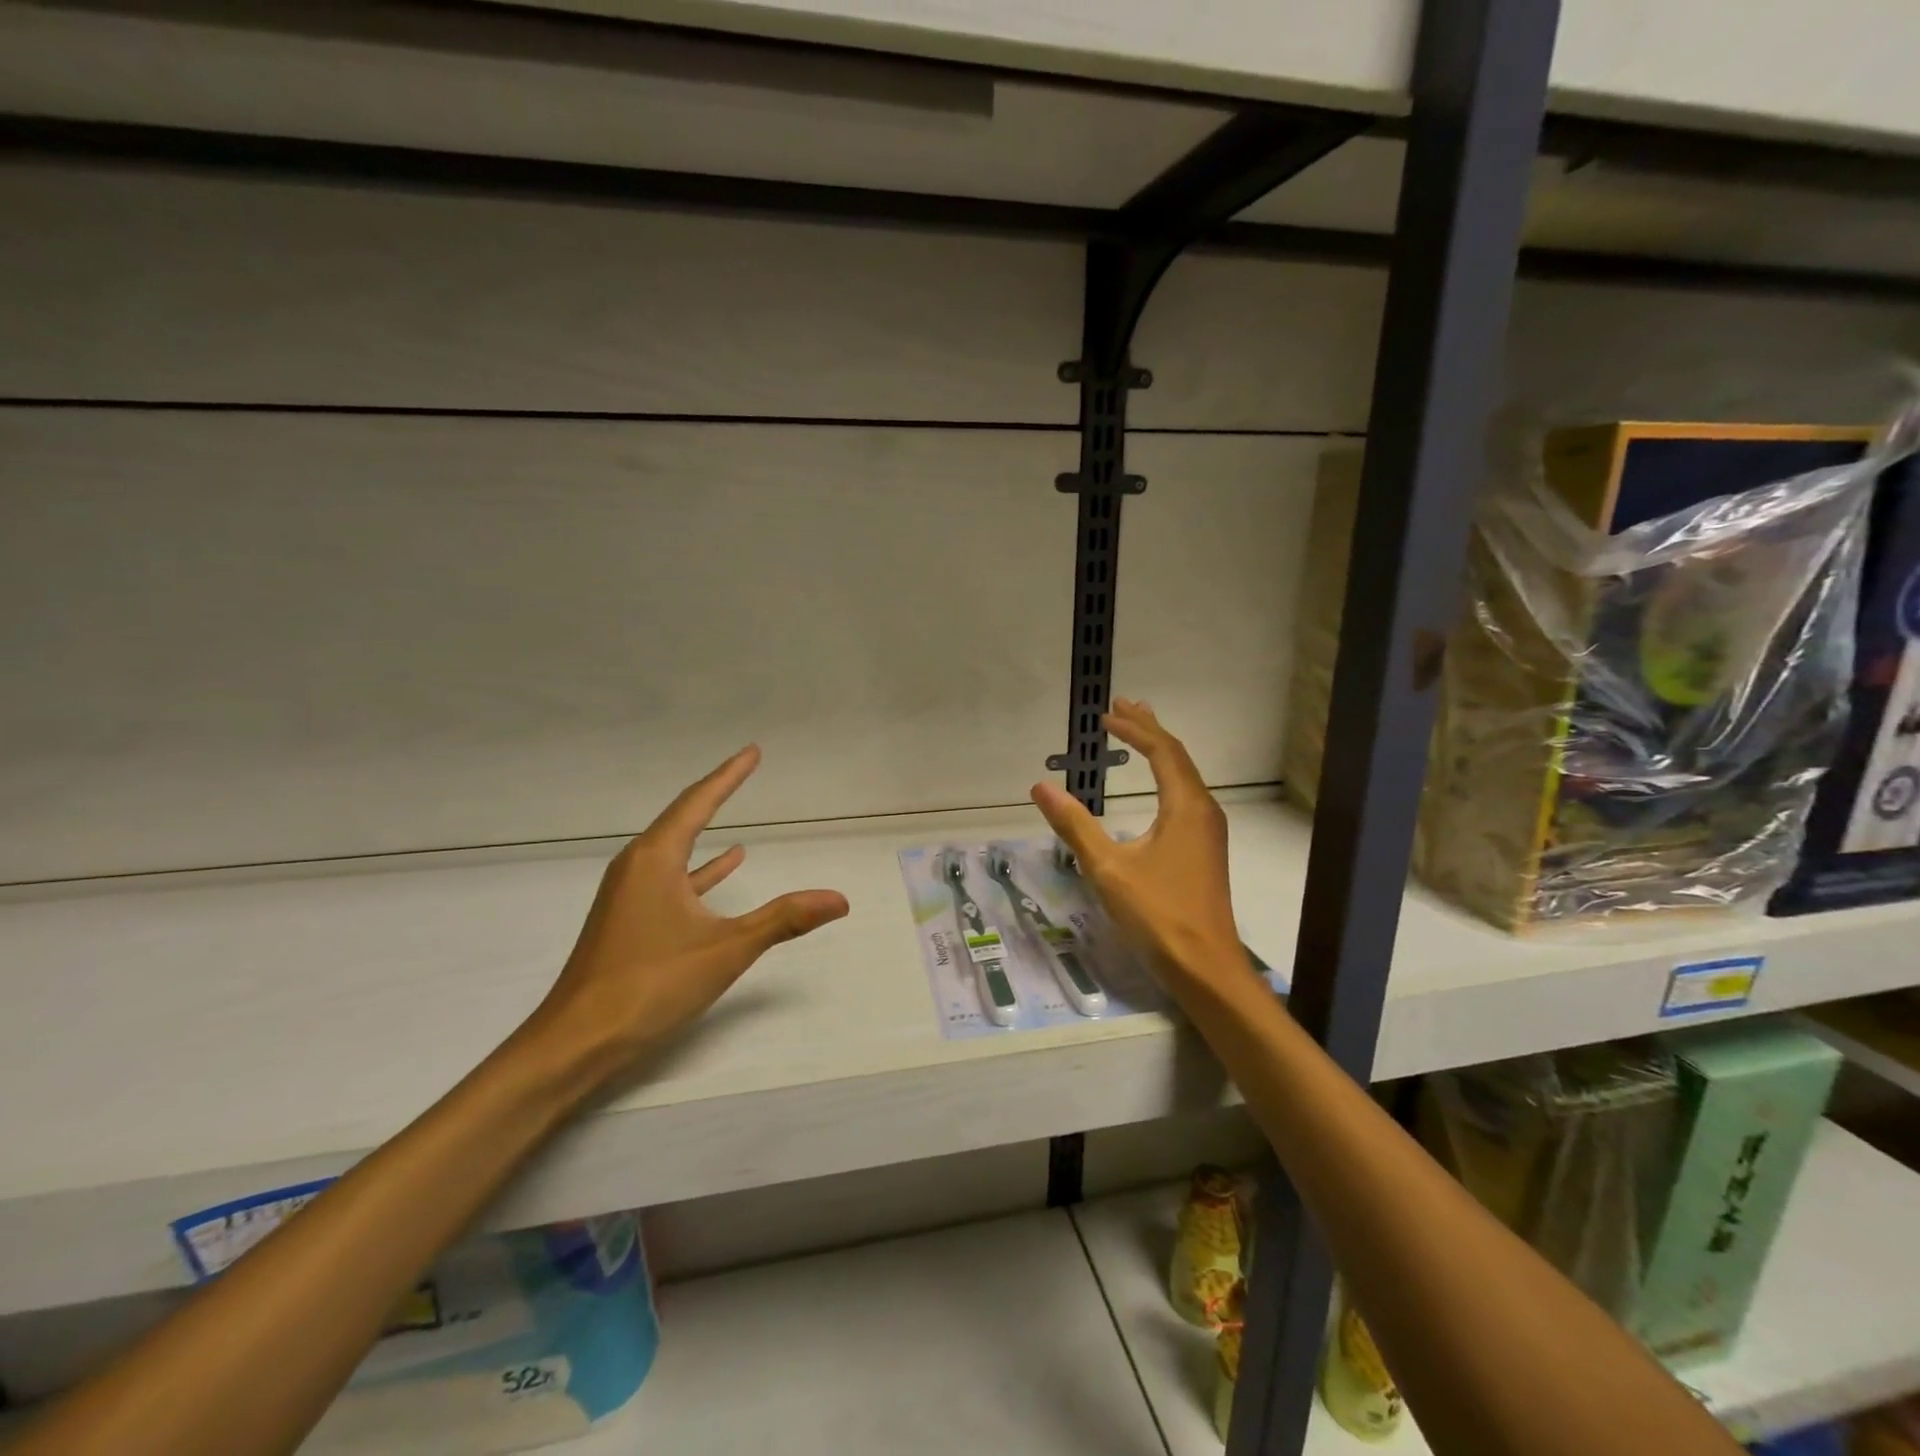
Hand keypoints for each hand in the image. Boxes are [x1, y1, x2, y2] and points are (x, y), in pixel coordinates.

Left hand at [532, 745, 849, 1076]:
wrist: (576, 1043)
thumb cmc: (649, 984)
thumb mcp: (726, 949)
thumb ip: (784, 919)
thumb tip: (839, 898)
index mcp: (655, 859)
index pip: (698, 802)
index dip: (729, 775)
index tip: (752, 751)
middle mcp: (637, 866)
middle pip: (682, 819)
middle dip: (716, 795)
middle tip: (745, 770)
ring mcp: (628, 894)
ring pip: (675, 851)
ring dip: (706, 833)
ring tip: (740, 824)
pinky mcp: (628, 920)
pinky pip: (670, 880)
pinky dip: (699, 871)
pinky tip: (724, 869)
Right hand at [1030, 700, 1243, 984]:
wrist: (1205, 967)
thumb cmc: (1157, 914)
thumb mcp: (1108, 867)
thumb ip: (1075, 824)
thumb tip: (1041, 786)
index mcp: (1185, 806)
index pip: (1161, 751)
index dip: (1134, 728)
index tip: (1107, 715)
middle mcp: (1203, 811)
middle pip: (1177, 757)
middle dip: (1150, 729)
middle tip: (1124, 706)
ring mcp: (1208, 832)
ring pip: (1185, 777)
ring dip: (1161, 751)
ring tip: (1140, 732)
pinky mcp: (1205, 851)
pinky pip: (1186, 796)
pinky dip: (1167, 777)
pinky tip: (1157, 787)